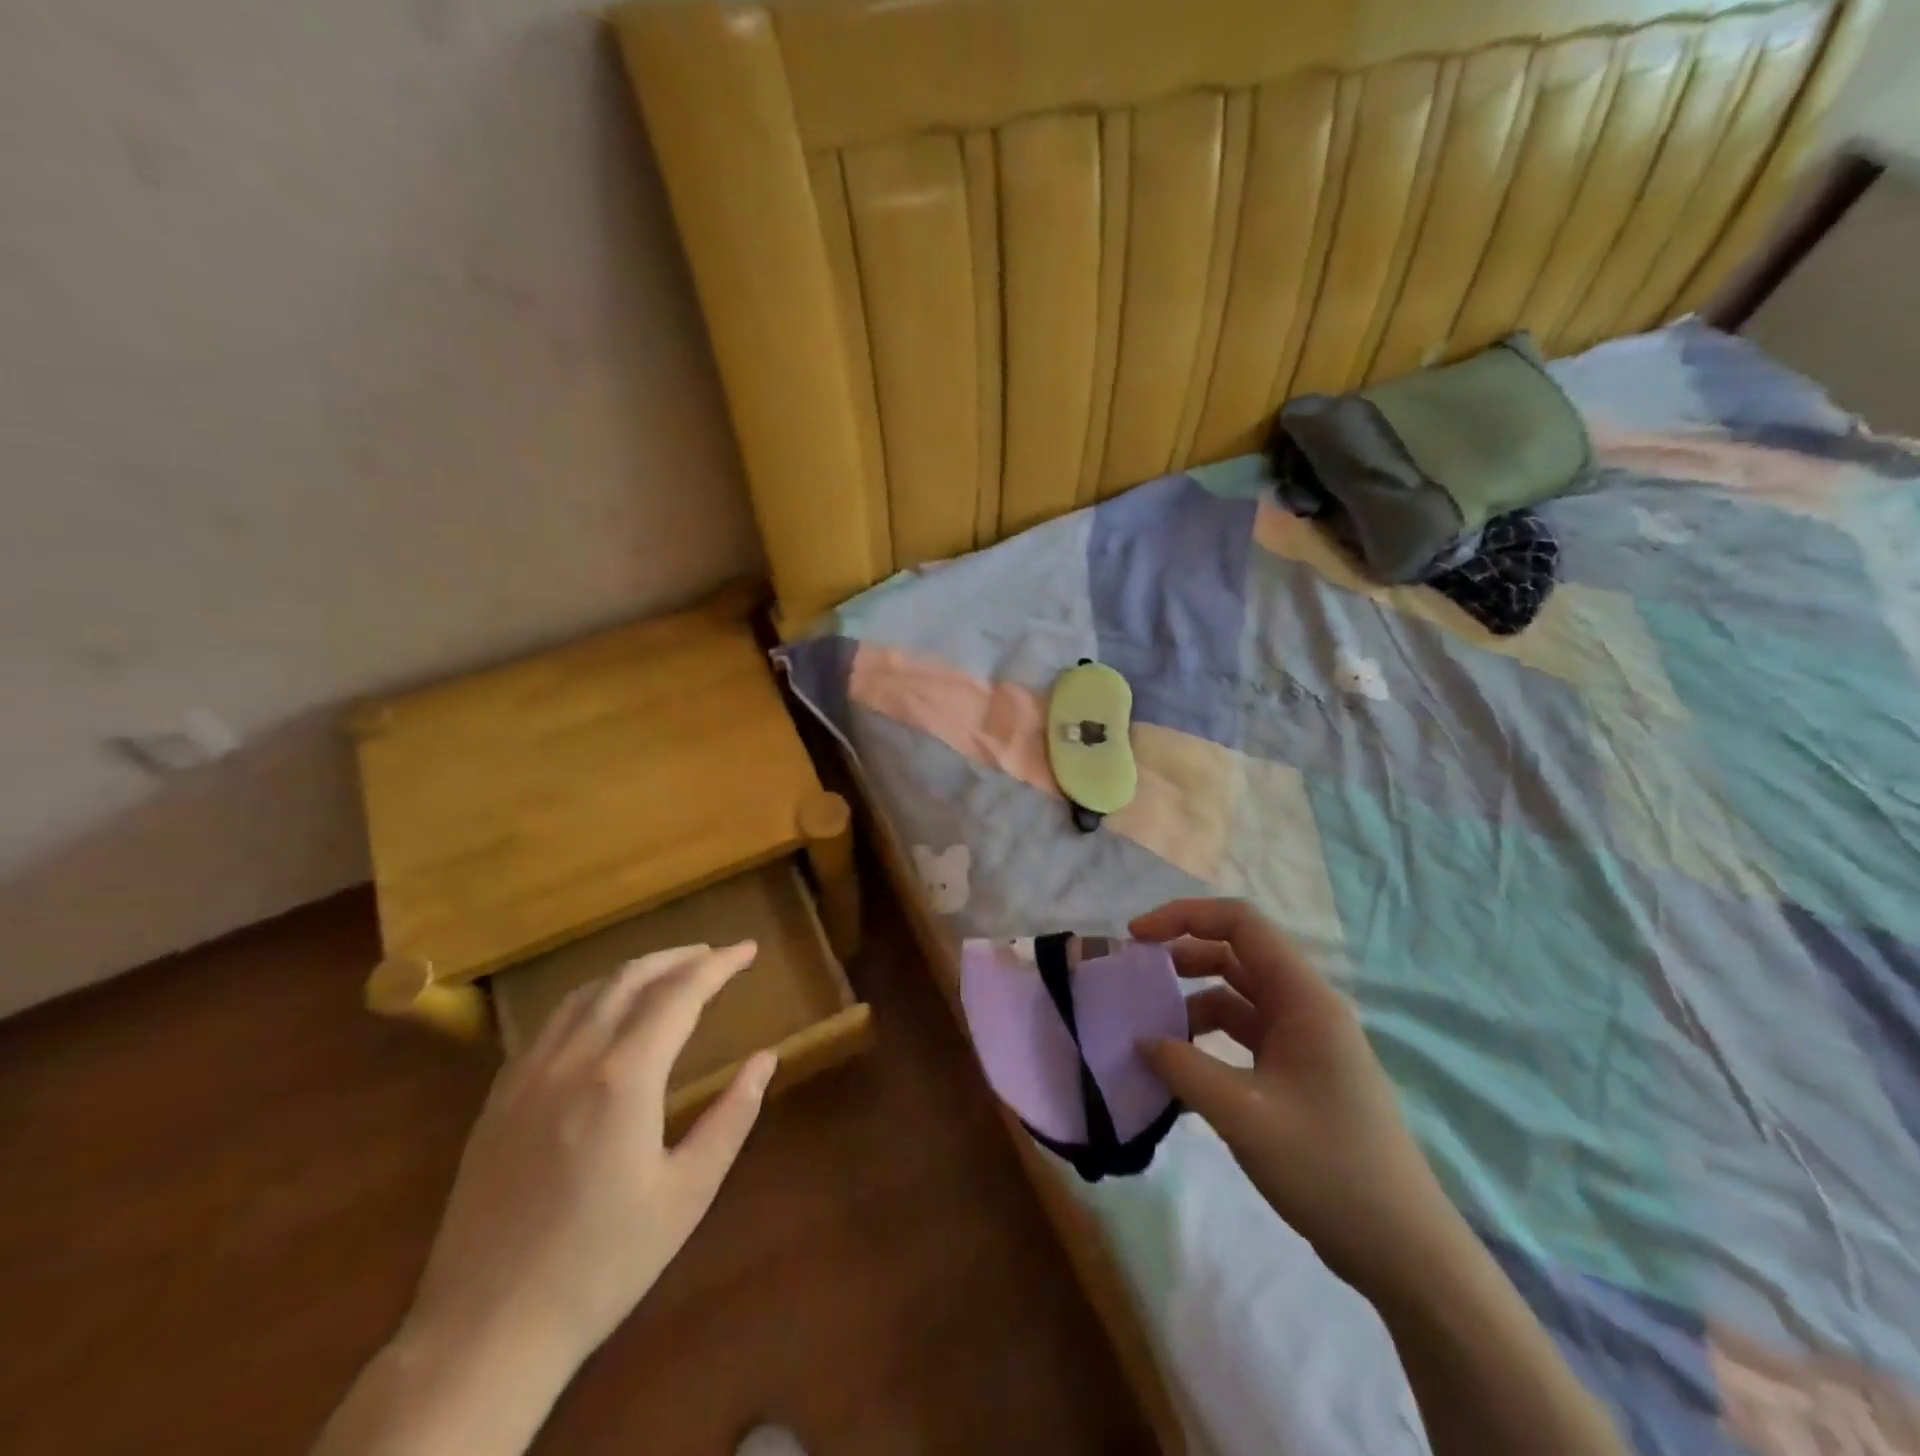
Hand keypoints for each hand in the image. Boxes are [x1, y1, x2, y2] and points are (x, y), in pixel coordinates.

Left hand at [405, 941, 776, 1373]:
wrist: (484, 1333)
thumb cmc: (603, 1263)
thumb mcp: (688, 1193)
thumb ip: (732, 1116)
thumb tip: (766, 1058)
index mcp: (624, 1077)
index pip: (680, 993)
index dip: (719, 965)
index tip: (748, 949)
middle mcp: (573, 1058)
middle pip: (630, 978)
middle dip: (677, 957)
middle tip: (713, 954)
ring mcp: (527, 1075)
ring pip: (585, 993)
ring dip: (632, 971)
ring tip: (666, 972)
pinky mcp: (498, 1099)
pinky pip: (549, 1022)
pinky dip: (589, 998)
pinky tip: (601, 1014)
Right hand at [1132, 899, 1467, 1295]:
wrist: (1401, 1252)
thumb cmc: (1328, 1168)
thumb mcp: (1244, 1114)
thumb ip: (1184, 1068)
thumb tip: (1141, 1041)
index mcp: (1303, 998)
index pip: (1240, 923)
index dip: (1184, 916)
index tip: (1137, 936)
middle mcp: (1304, 1007)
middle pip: (1234, 954)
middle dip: (1181, 956)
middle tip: (1133, 977)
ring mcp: (1302, 1042)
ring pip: (1235, 998)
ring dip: (1190, 1004)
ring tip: (1148, 1030)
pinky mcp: (1296, 1074)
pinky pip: (1242, 1038)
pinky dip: (1206, 1043)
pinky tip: (1177, 1072)